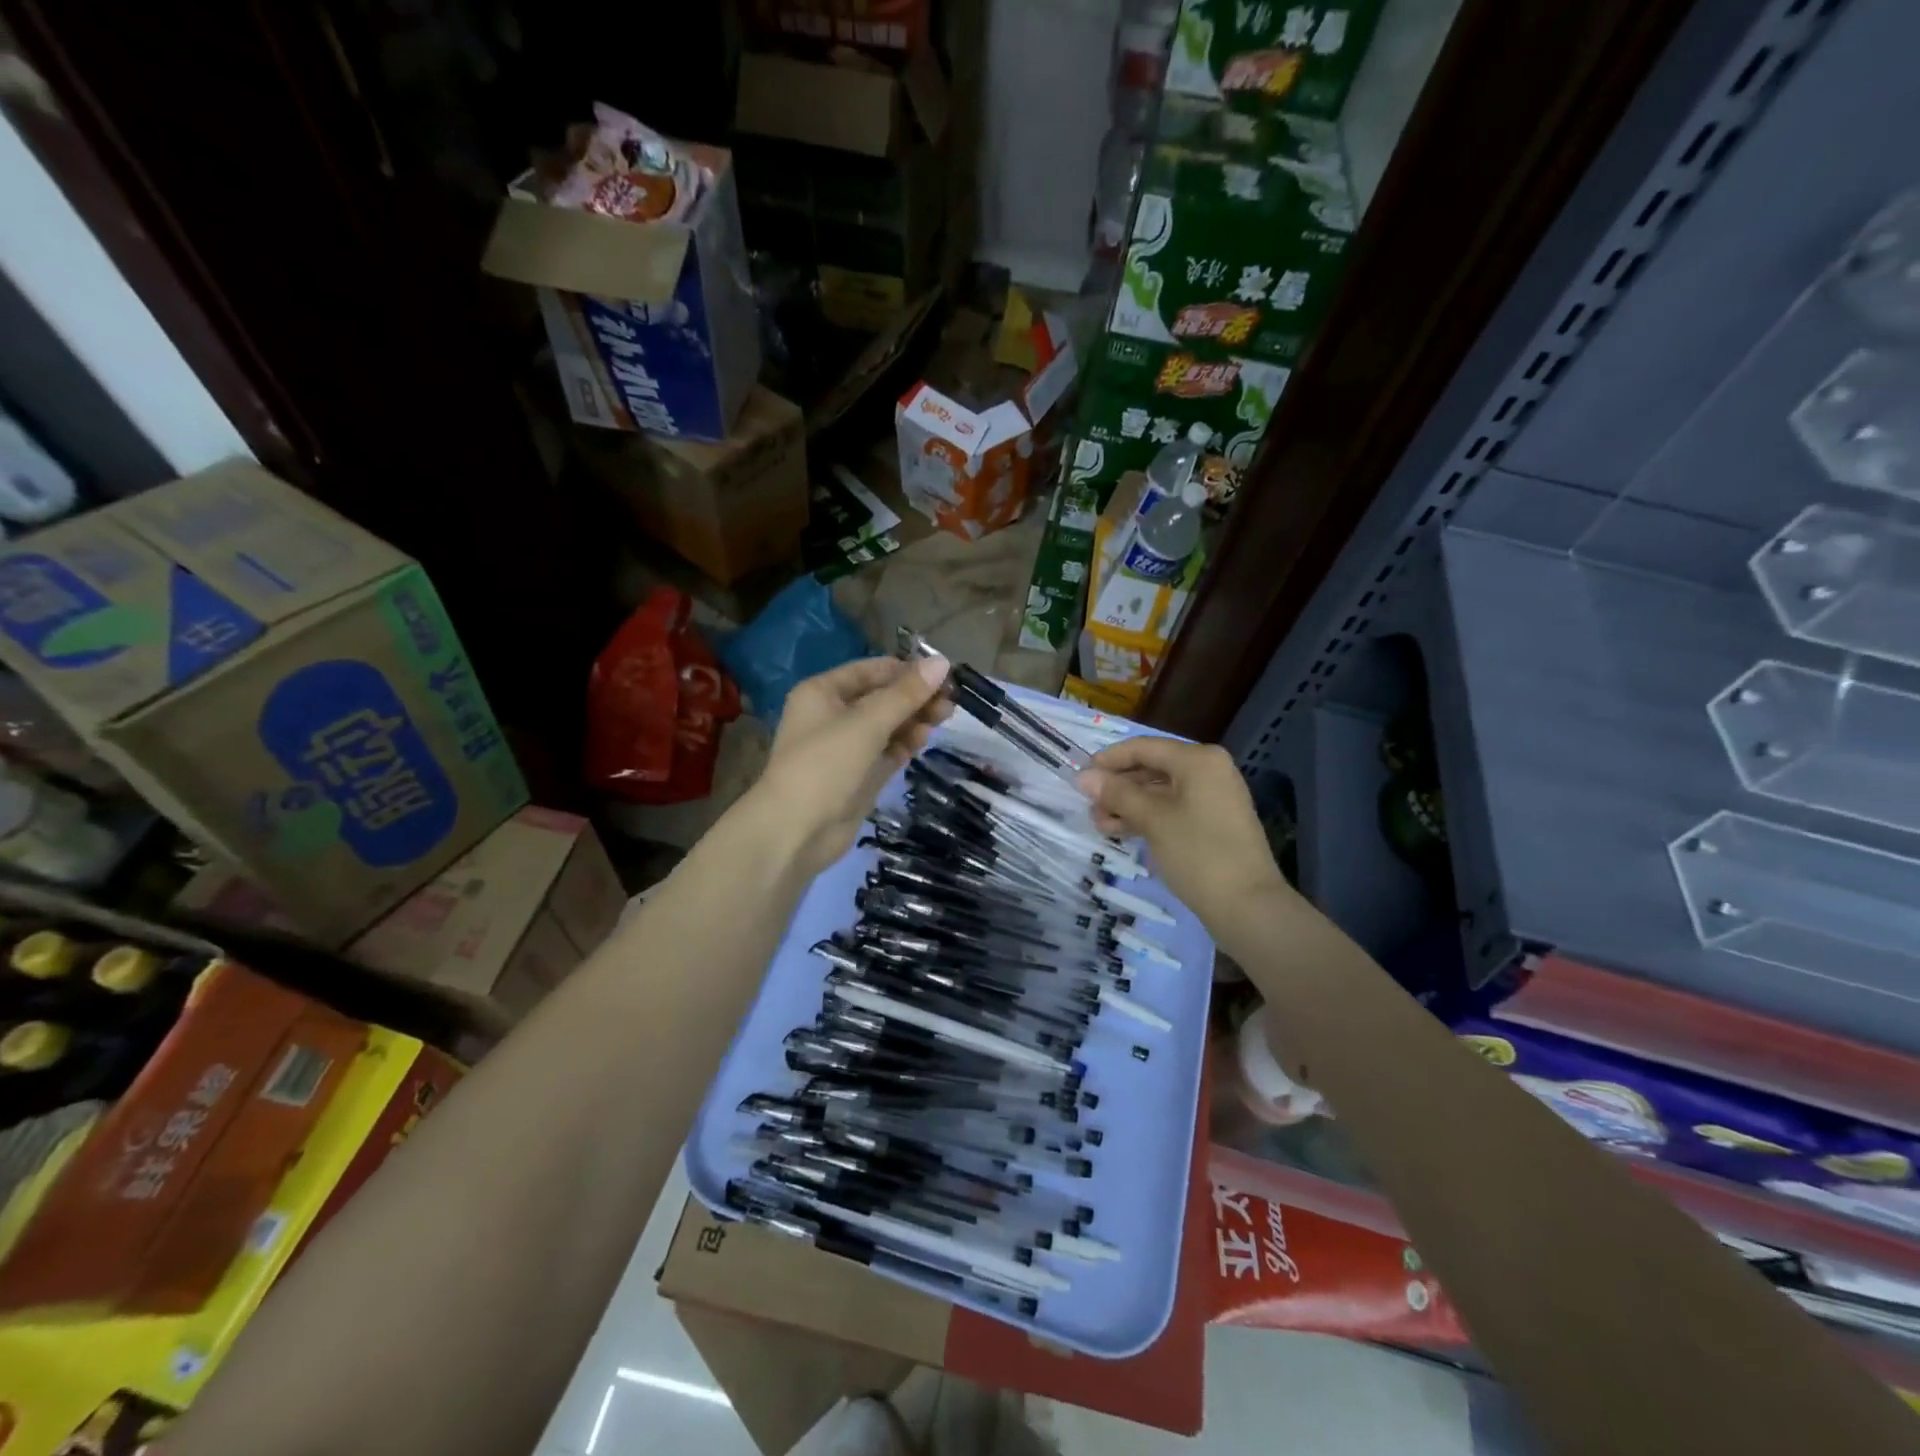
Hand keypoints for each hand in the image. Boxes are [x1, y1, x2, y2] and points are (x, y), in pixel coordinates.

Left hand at [754, 656, 952, 876]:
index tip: (944, 676)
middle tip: (950, 703)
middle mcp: (832, 715)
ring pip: (886, 725)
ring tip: (941, 720)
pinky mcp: (858, 776)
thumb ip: (906, 693)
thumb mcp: (867, 723)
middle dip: (914, 698)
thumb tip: (942, 663)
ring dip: (913, 720)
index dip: (907, 671)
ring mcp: (845, 748)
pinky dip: (904, 745)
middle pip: (881, 697)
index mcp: (823, 692)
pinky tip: (922, 742)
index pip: (872, 670)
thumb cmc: (825, 765)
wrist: (796, 832)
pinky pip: (886, 751)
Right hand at [1077, 737, 1290, 926]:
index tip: (1079, 778)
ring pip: (1160, 791)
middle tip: (1089, 809)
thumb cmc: (1198, 853)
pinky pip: (1172, 809)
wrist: (1247, 905)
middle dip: (1117, 787)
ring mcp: (1213, 797)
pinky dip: (1147, 817)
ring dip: (1128, 805)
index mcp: (1198, 760)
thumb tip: (1084, 777)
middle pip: (1151, 768)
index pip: (1143, 748)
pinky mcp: (1212, 822)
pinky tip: (1121, 832)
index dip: (1108, 760)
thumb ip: (1117, 794)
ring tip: (1101, 826)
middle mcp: (1208, 770)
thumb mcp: (1152, 820)